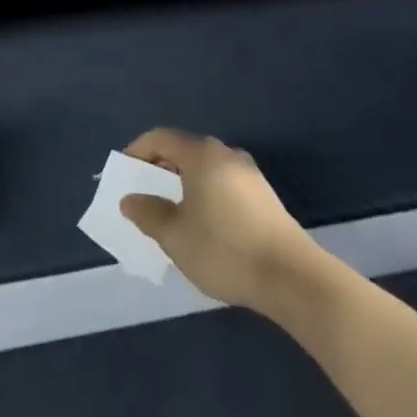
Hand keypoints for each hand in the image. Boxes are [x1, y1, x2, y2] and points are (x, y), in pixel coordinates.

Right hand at [118, 128, 311, 312]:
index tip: (123, 174)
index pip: (160, 138)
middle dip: (160, 169)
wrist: (293, 278)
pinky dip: (204, 195)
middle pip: (184, 151)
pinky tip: (203, 226)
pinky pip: (223, 184)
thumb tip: (130, 199)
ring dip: (183, 184)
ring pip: (205, 169)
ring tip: (171, 213)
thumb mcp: (175, 236)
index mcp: (201, 155)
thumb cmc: (225, 250)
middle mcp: (226, 155)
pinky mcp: (264, 198)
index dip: (137, 152)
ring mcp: (249, 175)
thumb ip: (148, 213)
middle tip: (144, 194)